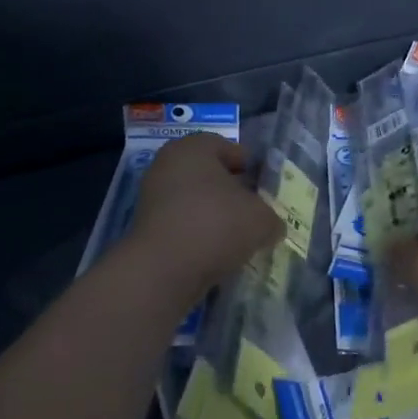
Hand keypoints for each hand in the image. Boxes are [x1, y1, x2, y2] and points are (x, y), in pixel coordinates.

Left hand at [129, 133, 282, 296]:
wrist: (162, 271)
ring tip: (238, 238)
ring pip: (195, 201)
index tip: (264, 189)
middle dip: (232, 193)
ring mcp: (152, 197)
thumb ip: (271, 217)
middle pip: (209, 175)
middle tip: (254, 212)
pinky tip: (215, 253)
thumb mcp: (260, 219)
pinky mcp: (145, 228)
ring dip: (215, 216)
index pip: (228, 148)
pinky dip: (198, 235)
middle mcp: (168, 164)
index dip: (250, 167)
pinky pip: (181, 224)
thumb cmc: (215, 225)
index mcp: (193, 147)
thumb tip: (271, 226)